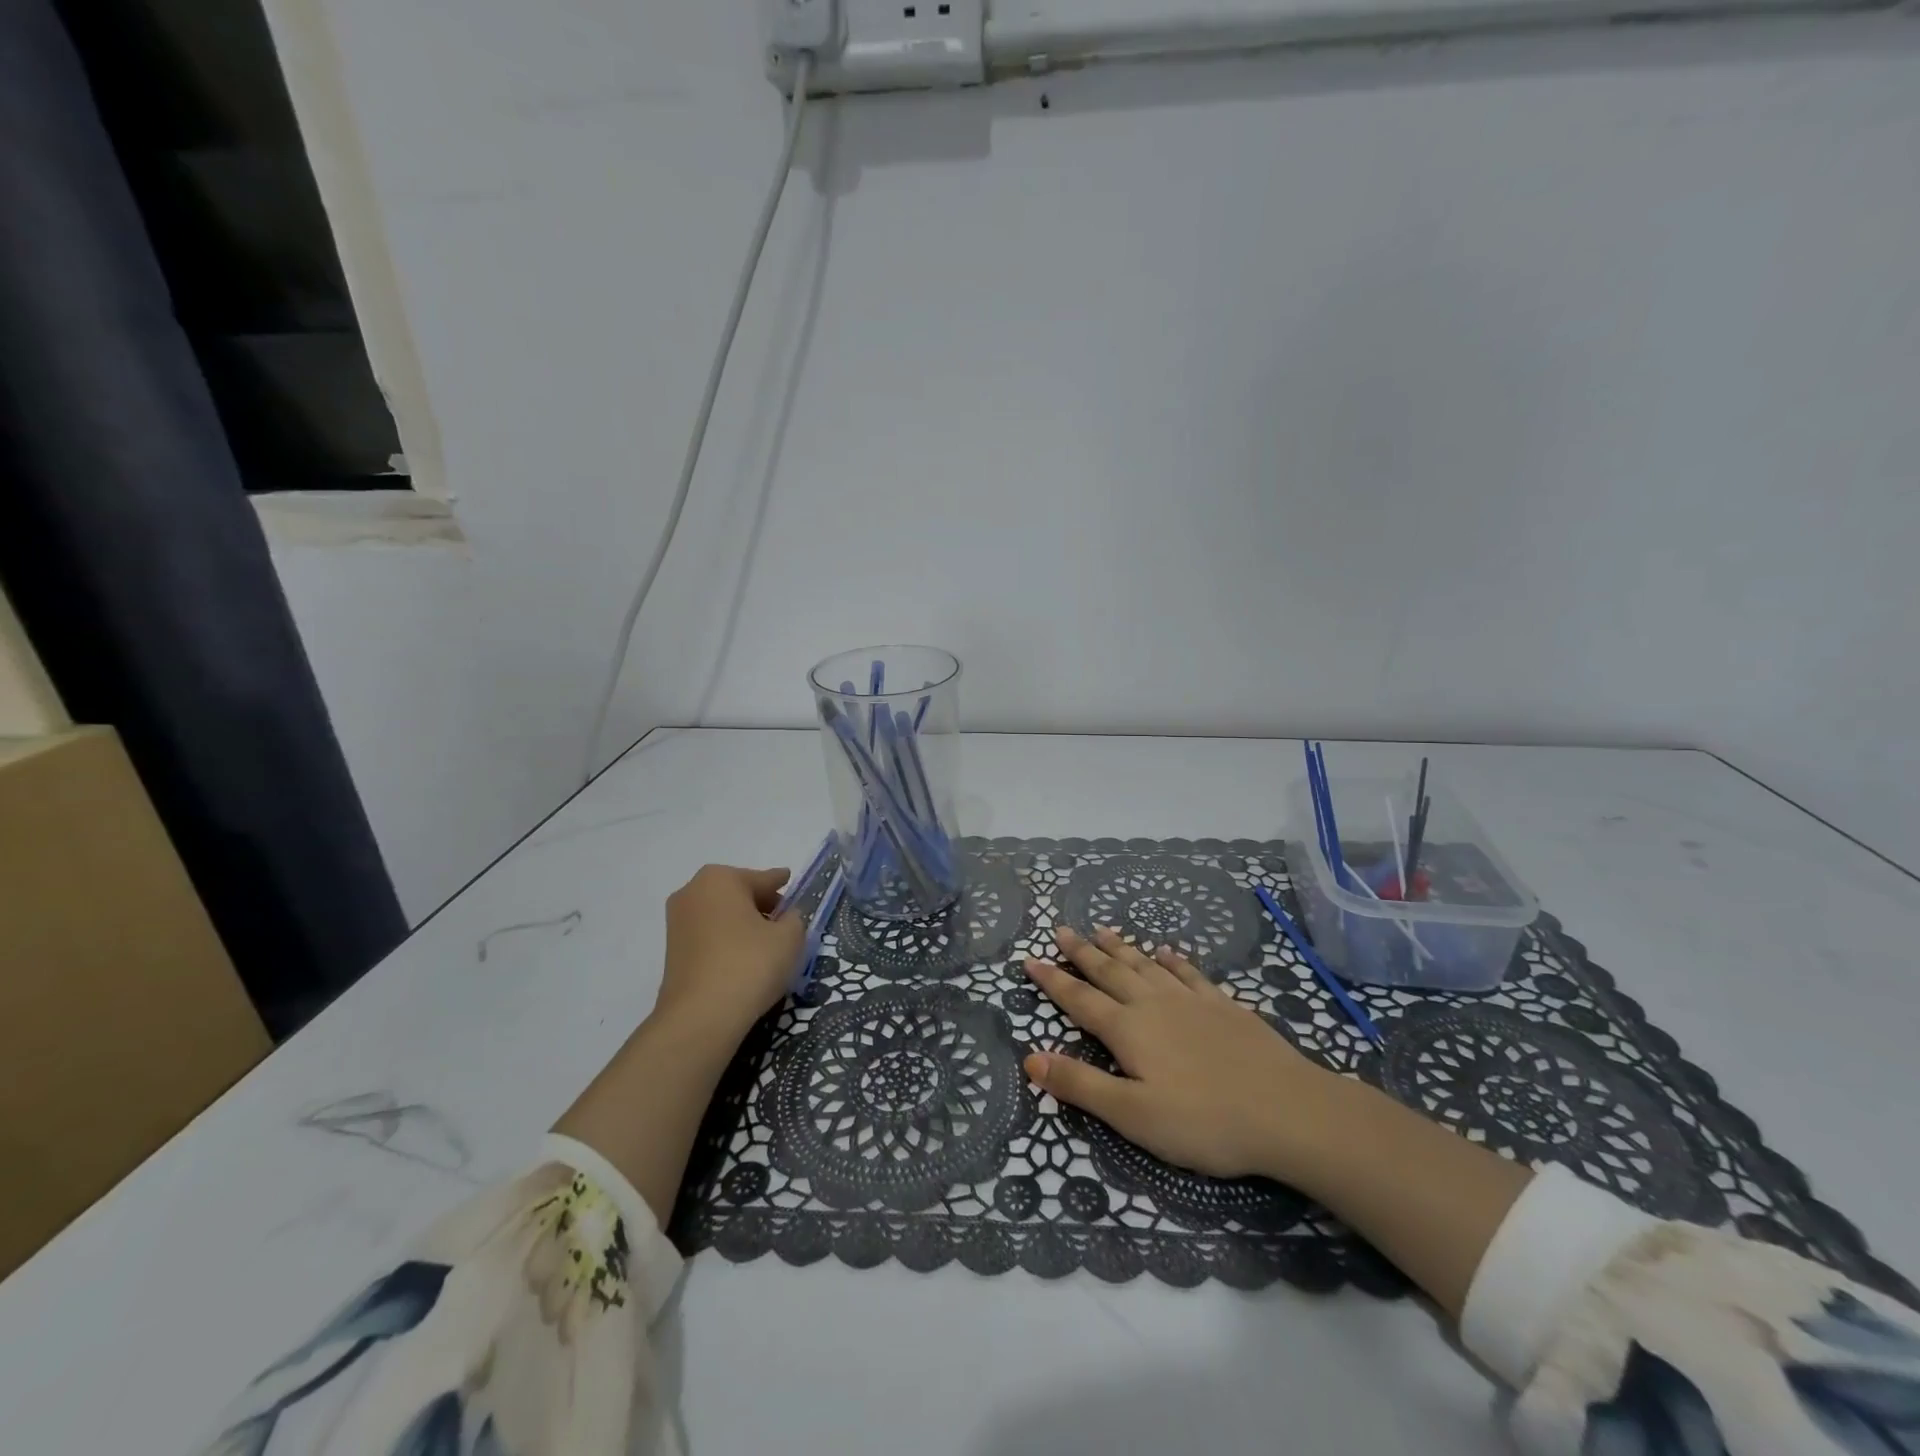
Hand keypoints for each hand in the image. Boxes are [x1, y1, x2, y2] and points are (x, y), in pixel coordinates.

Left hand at [652, 864, 807, 1041]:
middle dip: (762, 905)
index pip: (764, 879)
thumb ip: (794, 918)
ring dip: (743, 924)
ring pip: (722, 915)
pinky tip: (744, 959)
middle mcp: (692, 892)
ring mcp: (677, 922)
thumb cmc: (750, 964)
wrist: (700, 1017)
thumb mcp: (789, 937)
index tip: (790, 882)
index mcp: (721, 878)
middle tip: (785, 922)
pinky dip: (727, 941)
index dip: (782, 884)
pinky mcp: (672, 951)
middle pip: (739, 894)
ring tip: (767, 945)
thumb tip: (786, 917)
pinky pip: (709, 936)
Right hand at [1022, 926, 1349, 1181]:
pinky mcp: (1224, 1006)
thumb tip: (1031, 1059)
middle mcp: (1154, 1005)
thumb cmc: (1204, 1121)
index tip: (1030, 959)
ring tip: (1102, 929)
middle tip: (1061, 930)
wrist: (1288, 1111)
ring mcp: (1191, 1001)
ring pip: (1146, 965)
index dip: (1052, 981)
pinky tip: (1168, 952)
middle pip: (1110, 972)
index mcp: (1128, 1030)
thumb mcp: (1133, 1116)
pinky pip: (1190, 974)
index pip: (1079, 1000)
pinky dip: (1173, 960)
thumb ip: (1081, 1086)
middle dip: (1082, 952)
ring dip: (1121, 947)